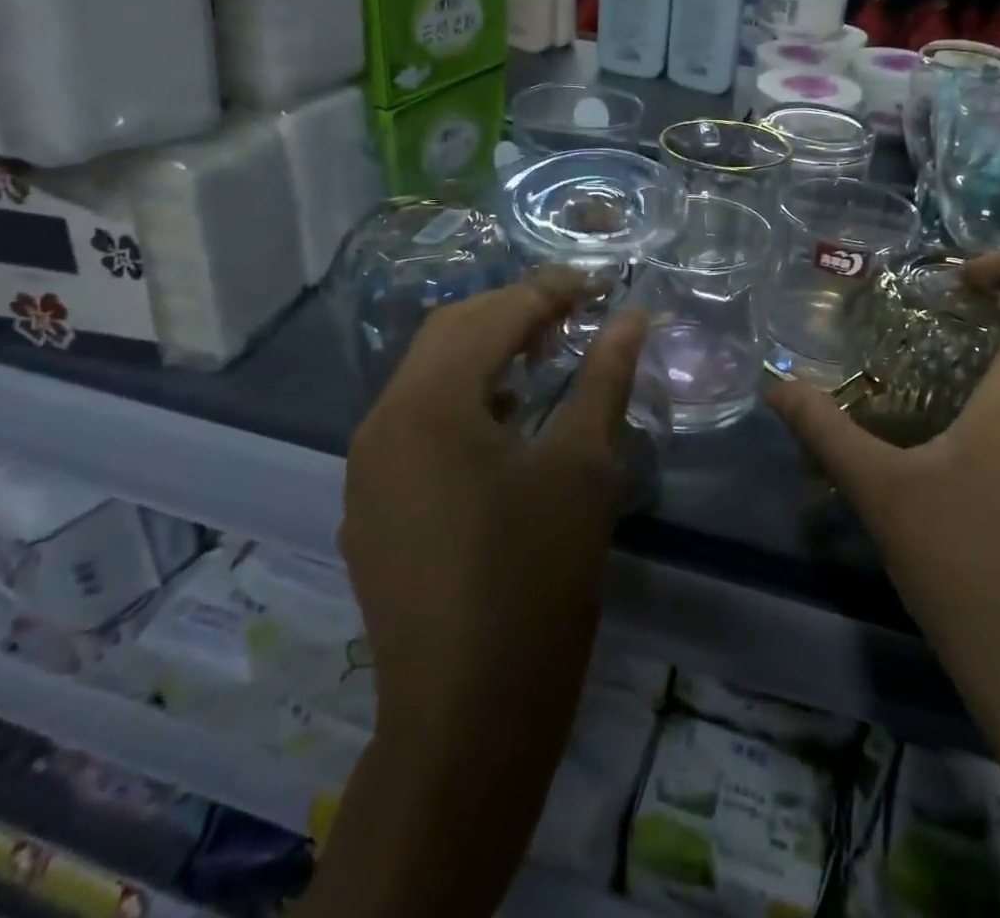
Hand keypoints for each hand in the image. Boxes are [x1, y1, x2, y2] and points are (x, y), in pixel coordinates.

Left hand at [339, 268, 647, 720]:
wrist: (466, 716)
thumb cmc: (536, 580)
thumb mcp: (582, 467)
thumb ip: (604, 378)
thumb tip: (632, 317)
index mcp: (430, 404)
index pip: (496, 315)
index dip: (553, 290)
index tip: (602, 283)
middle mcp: (383, 421)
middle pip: (451, 331)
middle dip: (515, 310)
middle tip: (577, 313)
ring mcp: (367, 465)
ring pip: (428, 374)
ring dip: (486, 350)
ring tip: (547, 355)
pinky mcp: (372, 503)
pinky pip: (416, 420)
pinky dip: (463, 397)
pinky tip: (506, 419)